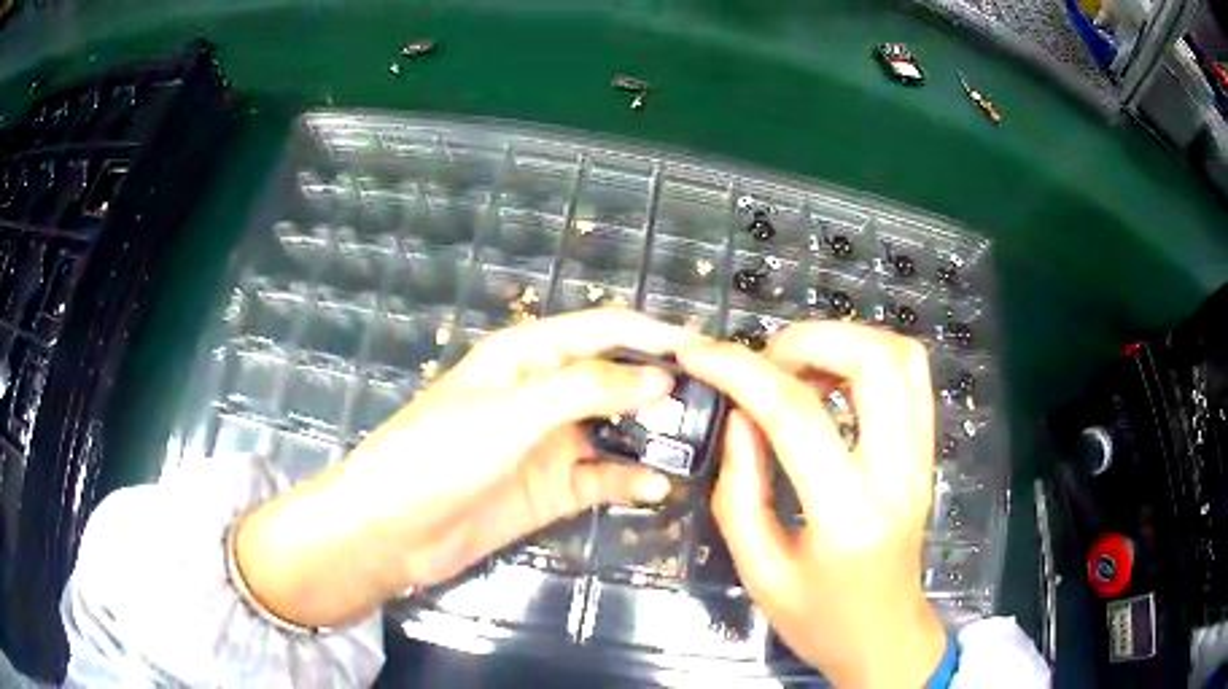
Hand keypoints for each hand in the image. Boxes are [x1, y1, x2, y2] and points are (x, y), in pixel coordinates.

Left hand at [235, 309, 700, 627]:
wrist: (395, 528)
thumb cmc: (444, 454)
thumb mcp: (515, 411)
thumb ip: (588, 388)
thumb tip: (660, 377)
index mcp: (529, 354)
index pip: (604, 329)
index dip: (655, 334)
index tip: (708, 349)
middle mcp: (544, 392)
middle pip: (616, 379)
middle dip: (663, 388)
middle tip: (717, 405)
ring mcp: (550, 443)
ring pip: (616, 430)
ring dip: (653, 437)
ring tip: (698, 446)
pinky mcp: (551, 488)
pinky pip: (602, 477)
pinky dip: (629, 480)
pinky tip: (656, 489)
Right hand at [677, 323, 945, 687]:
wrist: (884, 635)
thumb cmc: (818, 618)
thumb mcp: (758, 571)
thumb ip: (739, 491)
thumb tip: (740, 416)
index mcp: (848, 516)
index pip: (798, 416)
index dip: (742, 372)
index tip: (701, 355)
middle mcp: (899, 474)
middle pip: (874, 361)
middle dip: (808, 340)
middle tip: (764, 364)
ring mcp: (922, 457)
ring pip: (901, 356)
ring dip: (842, 341)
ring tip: (796, 369)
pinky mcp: (927, 451)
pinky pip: (911, 375)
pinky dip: (868, 355)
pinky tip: (831, 382)